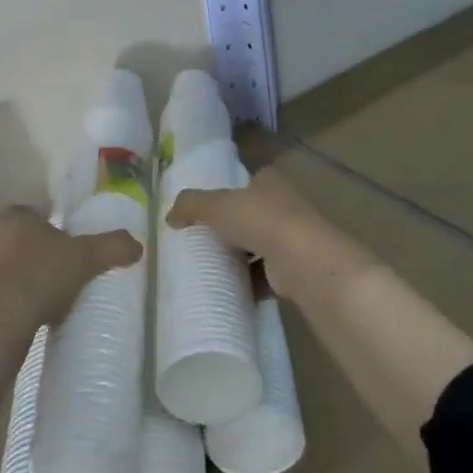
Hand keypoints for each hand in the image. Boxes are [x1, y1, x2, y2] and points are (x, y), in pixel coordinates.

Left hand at [0, 206, 140, 331]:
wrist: (4, 319)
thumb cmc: (44, 275)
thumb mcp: (87, 257)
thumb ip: (113, 246)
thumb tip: (137, 244)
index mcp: (15, 218)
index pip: (32, 215)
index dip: (49, 229)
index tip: (66, 247)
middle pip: (18, 241)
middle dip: (36, 254)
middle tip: (60, 272)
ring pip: (5, 268)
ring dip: (21, 279)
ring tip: (46, 299)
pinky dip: (10, 302)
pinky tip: (29, 316)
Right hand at [165, 167, 327, 299]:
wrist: (302, 261)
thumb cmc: (260, 220)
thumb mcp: (217, 205)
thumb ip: (191, 205)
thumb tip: (169, 216)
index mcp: (271, 182)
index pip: (250, 181)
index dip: (232, 191)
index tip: (210, 207)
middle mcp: (286, 206)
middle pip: (254, 214)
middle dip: (235, 226)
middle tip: (204, 239)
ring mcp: (293, 239)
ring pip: (261, 246)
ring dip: (242, 257)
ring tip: (213, 266)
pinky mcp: (294, 270)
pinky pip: (266, 276)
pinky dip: (250, 284)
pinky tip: (230, 290)